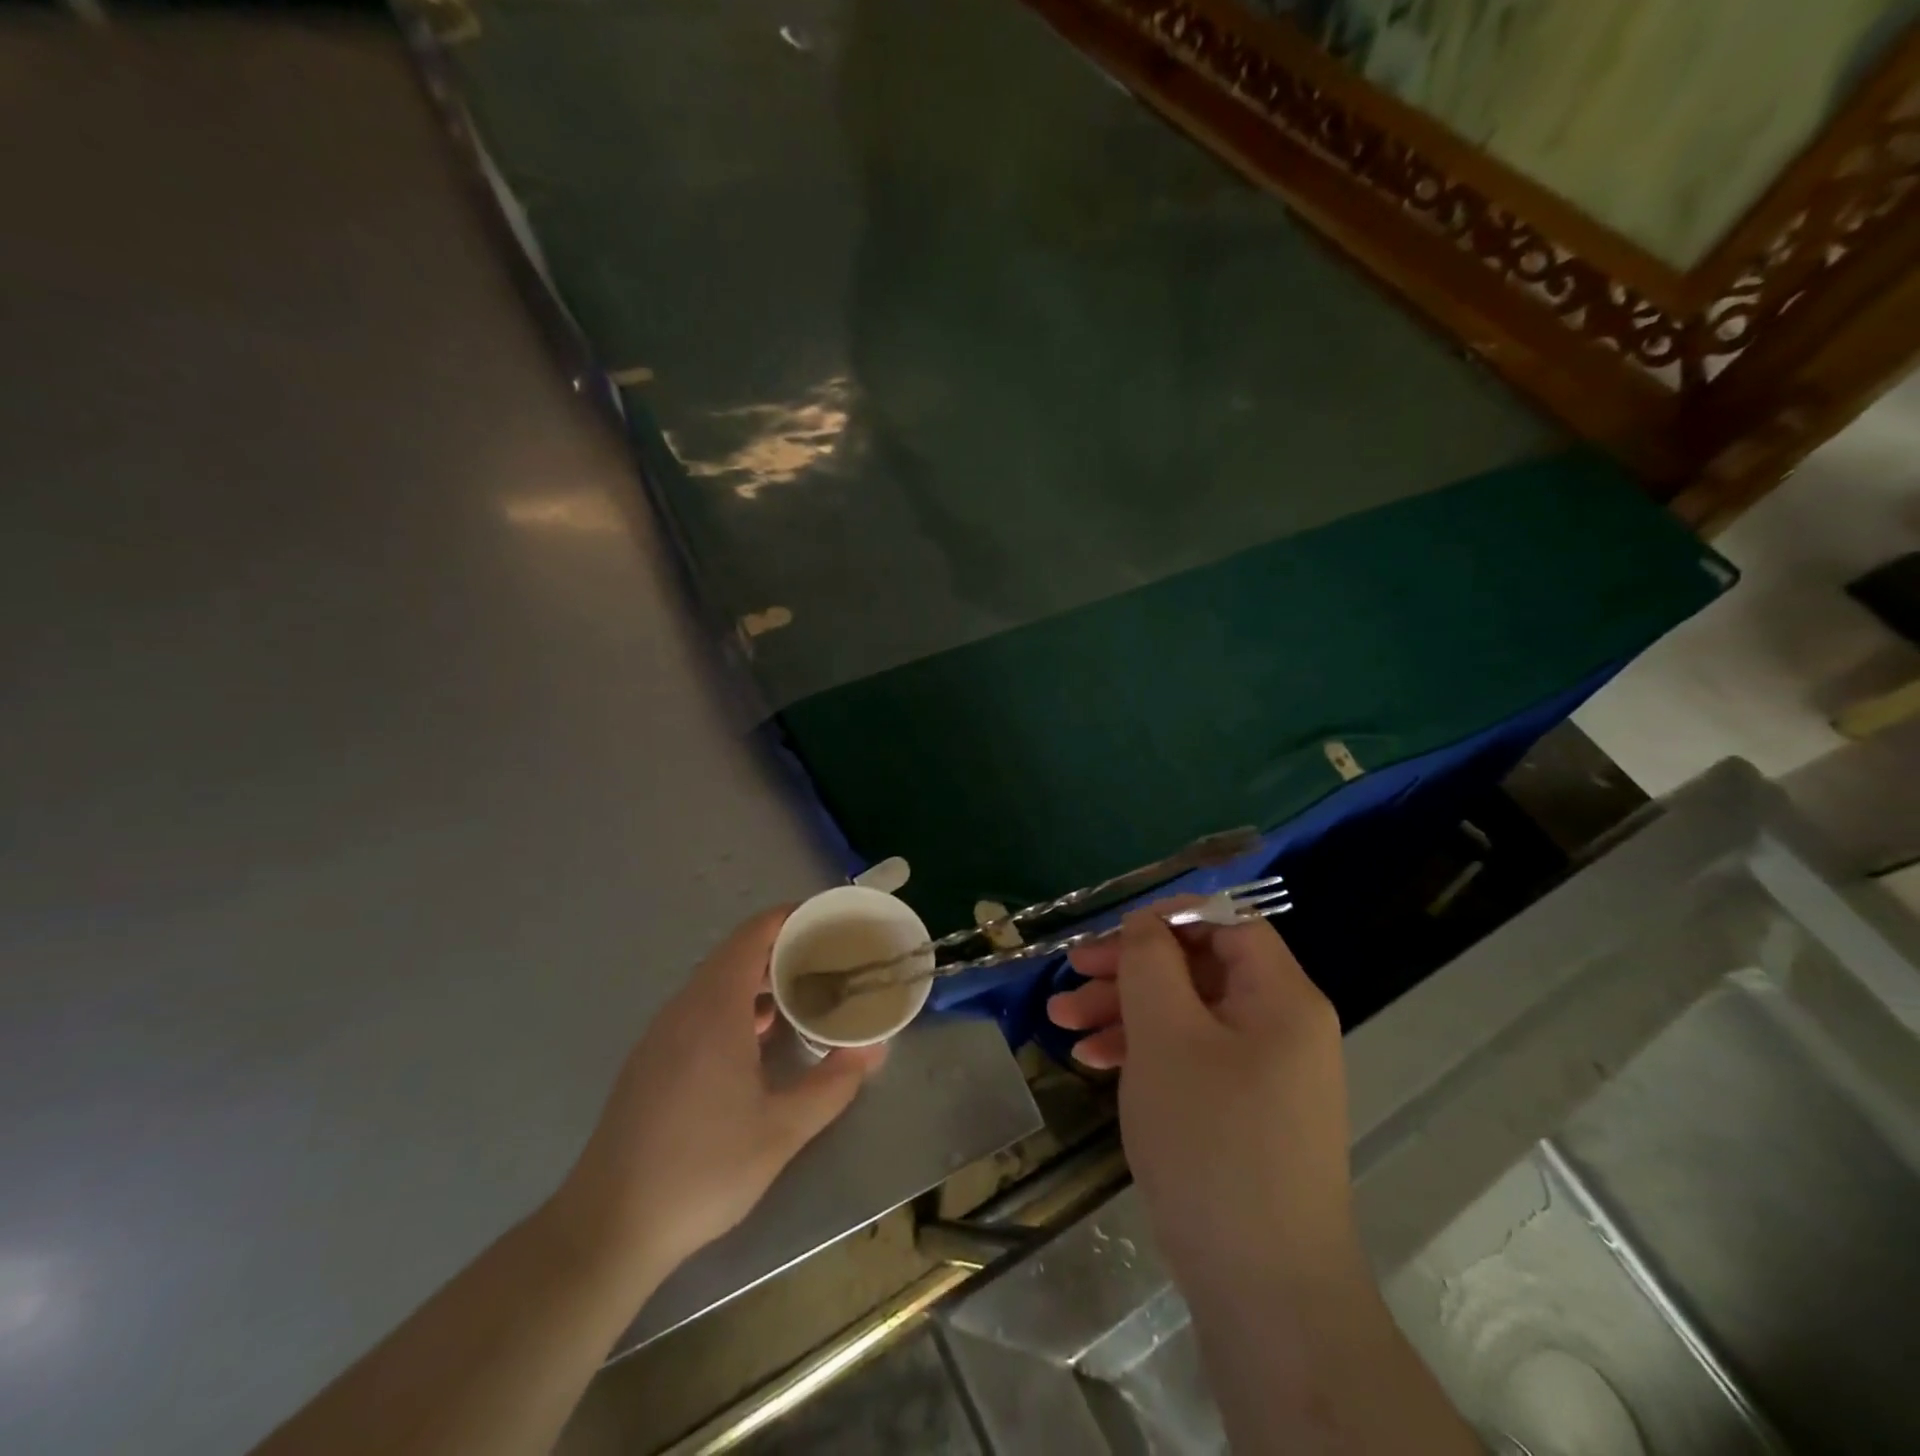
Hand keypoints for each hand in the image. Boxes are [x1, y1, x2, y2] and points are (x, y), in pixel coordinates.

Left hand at [548, 907, 885, 1280]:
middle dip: (782, 948)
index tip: (828, 920)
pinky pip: (699, 1009)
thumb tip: (872, 1050)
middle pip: (735, 954)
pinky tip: (758, 1039)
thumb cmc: (701, 1170)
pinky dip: (735, 1004)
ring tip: (802, 994)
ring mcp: (661, 1035)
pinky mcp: (650, 1060)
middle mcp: (684, 1009)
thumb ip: (832, 1085)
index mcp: (714, 1009)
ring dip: (758, 979)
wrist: (607, 1227)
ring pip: (715, 983)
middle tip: (828, 959)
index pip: (752, 935)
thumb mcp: (781, 1131)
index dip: (789, 917)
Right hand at [1048, 902, 1359, 1298]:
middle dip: (1129, 969)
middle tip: (1071, 975)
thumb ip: (1151, 963)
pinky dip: (1143, 1052)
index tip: (1113, 933)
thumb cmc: (1212, 1140)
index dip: (1169, 917)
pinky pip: (1189, 1057)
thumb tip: (1145, 923)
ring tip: (1062, 1023)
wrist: (1262, 1287)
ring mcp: (1261, 1072)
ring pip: (1186, 1014)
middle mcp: (1279, 1025)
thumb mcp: (1167, 1035)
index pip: (1228, 923)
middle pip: (1198, 968)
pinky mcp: (1241, 1110)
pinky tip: (1093, 1063)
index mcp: (1280, 997)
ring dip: (1124, 1011)